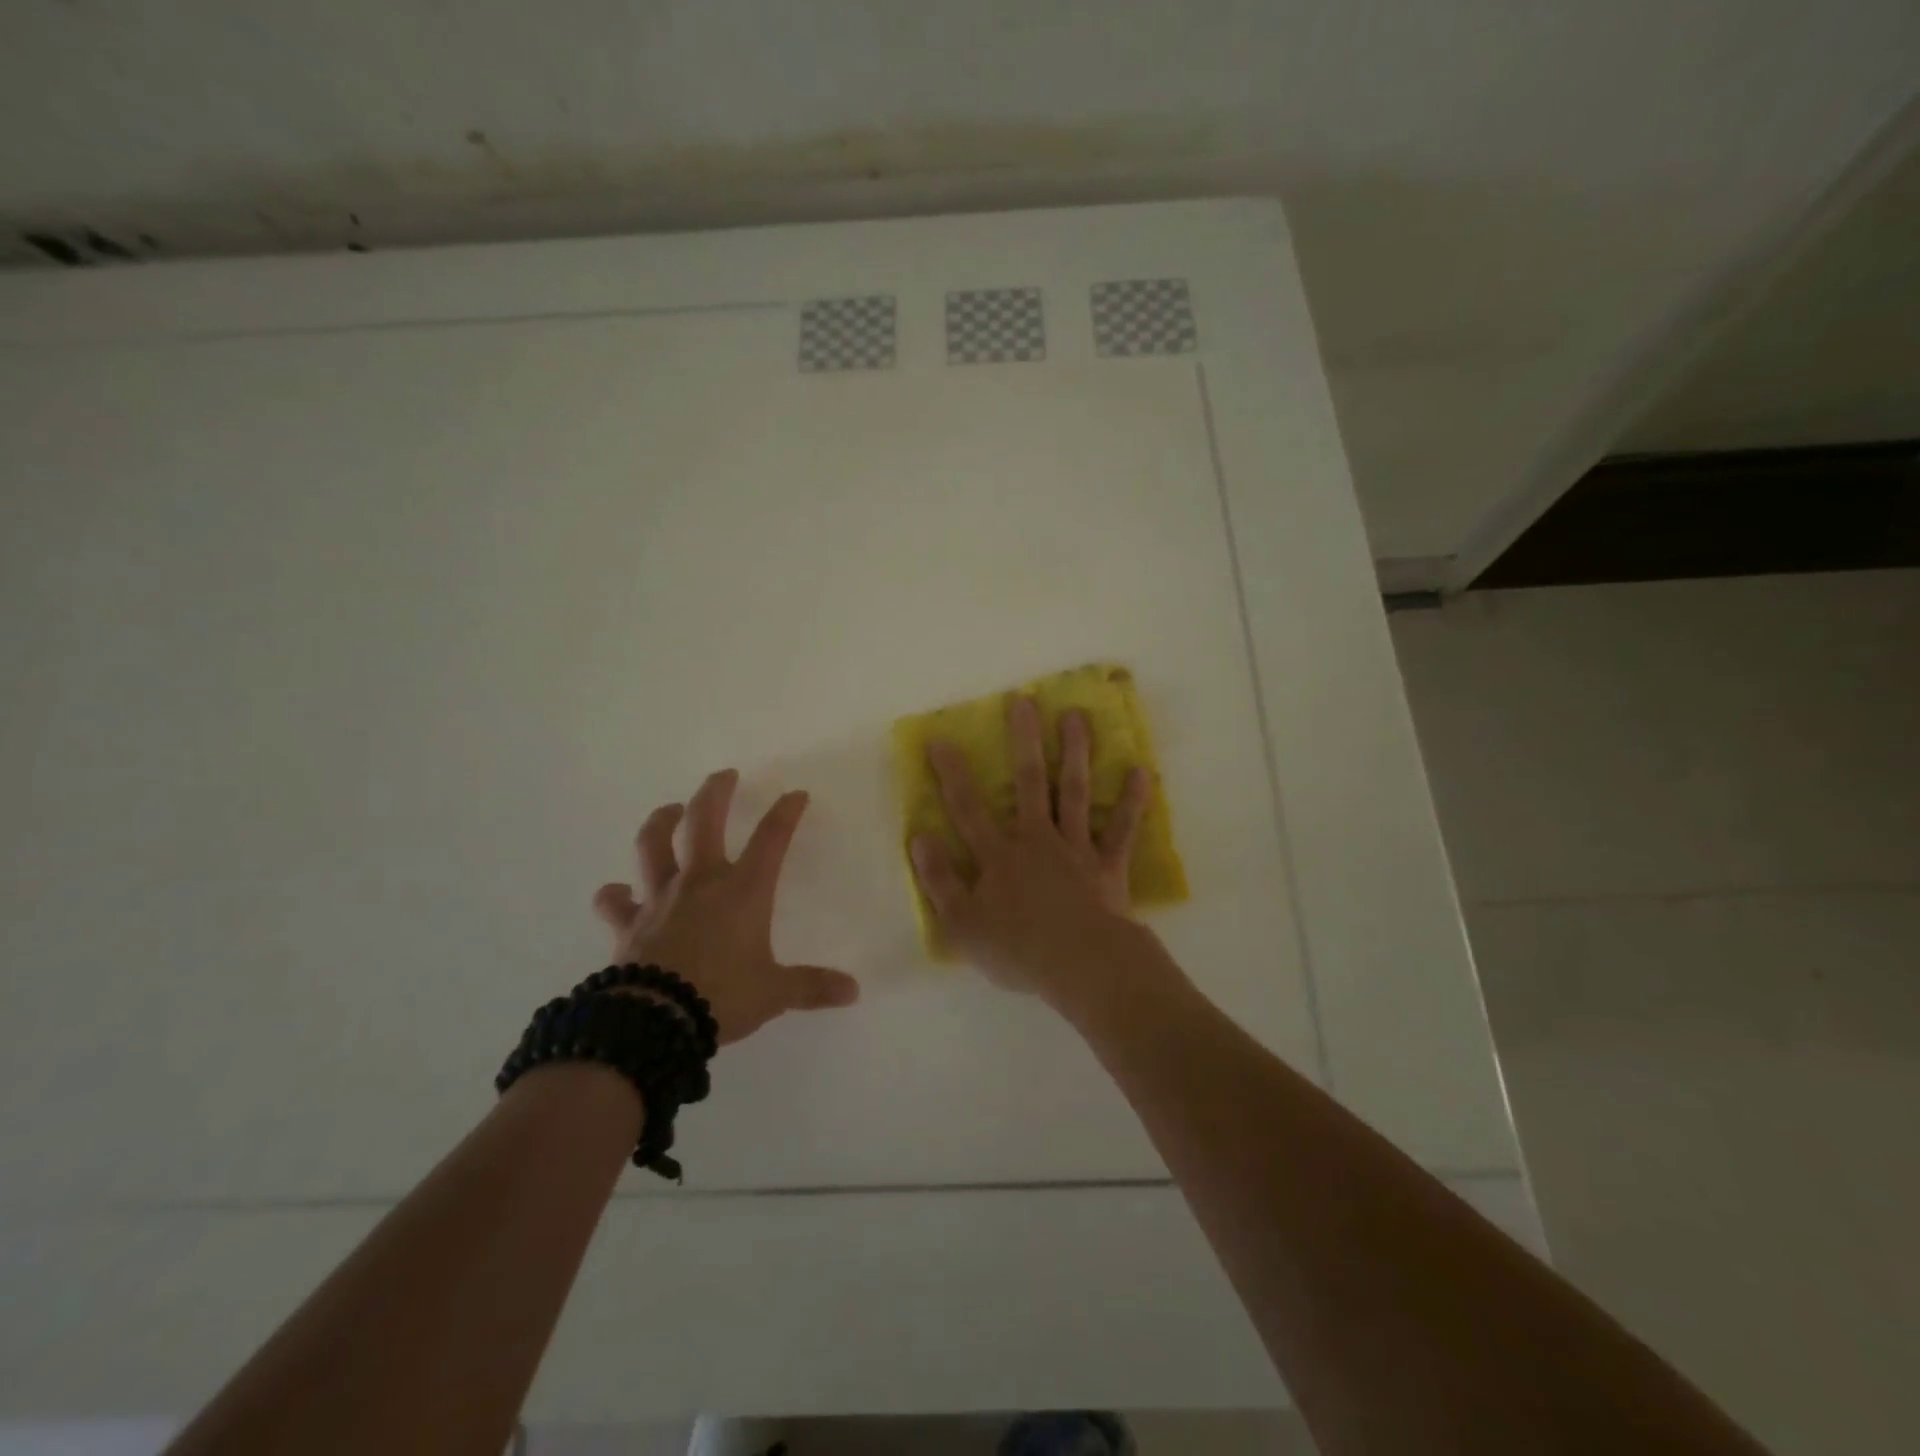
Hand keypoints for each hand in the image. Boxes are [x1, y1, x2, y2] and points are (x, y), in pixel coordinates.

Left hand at [592, 770, 859, 1044]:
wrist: (654, 1021)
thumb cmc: (722, 996)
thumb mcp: (774, 993)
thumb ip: (812, 986)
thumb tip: (853, 991)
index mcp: (743, 891)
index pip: (771, 839)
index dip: (786, 813)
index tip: (796, 795)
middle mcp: (700, 883)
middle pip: (704, 821)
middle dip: (716, 793)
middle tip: (724, 775)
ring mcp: (660, 899)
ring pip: (653, 845)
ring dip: (661, 822)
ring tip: (670, 811)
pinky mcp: (628, 923)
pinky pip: (615, 902)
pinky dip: (614, 896)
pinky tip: (615, 892)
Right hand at [910, 696, 1150, 1000]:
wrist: (1082, 967)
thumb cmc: (1018, 950)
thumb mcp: (962, 925)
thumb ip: (940, 880)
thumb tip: (918, 838)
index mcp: (998, 855)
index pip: (967, 807)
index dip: (952, 773)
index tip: (940, 738)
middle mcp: (1036, 839)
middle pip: (1029, 782)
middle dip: (1024, 740)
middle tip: (1025, 701)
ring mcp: (1076, 848)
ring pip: (1073, 791)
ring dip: (1075, 752)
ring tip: (1077, 715)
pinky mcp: (1108, 865)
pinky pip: (1120, 829)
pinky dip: (1131, 801)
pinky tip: (1140, 772)